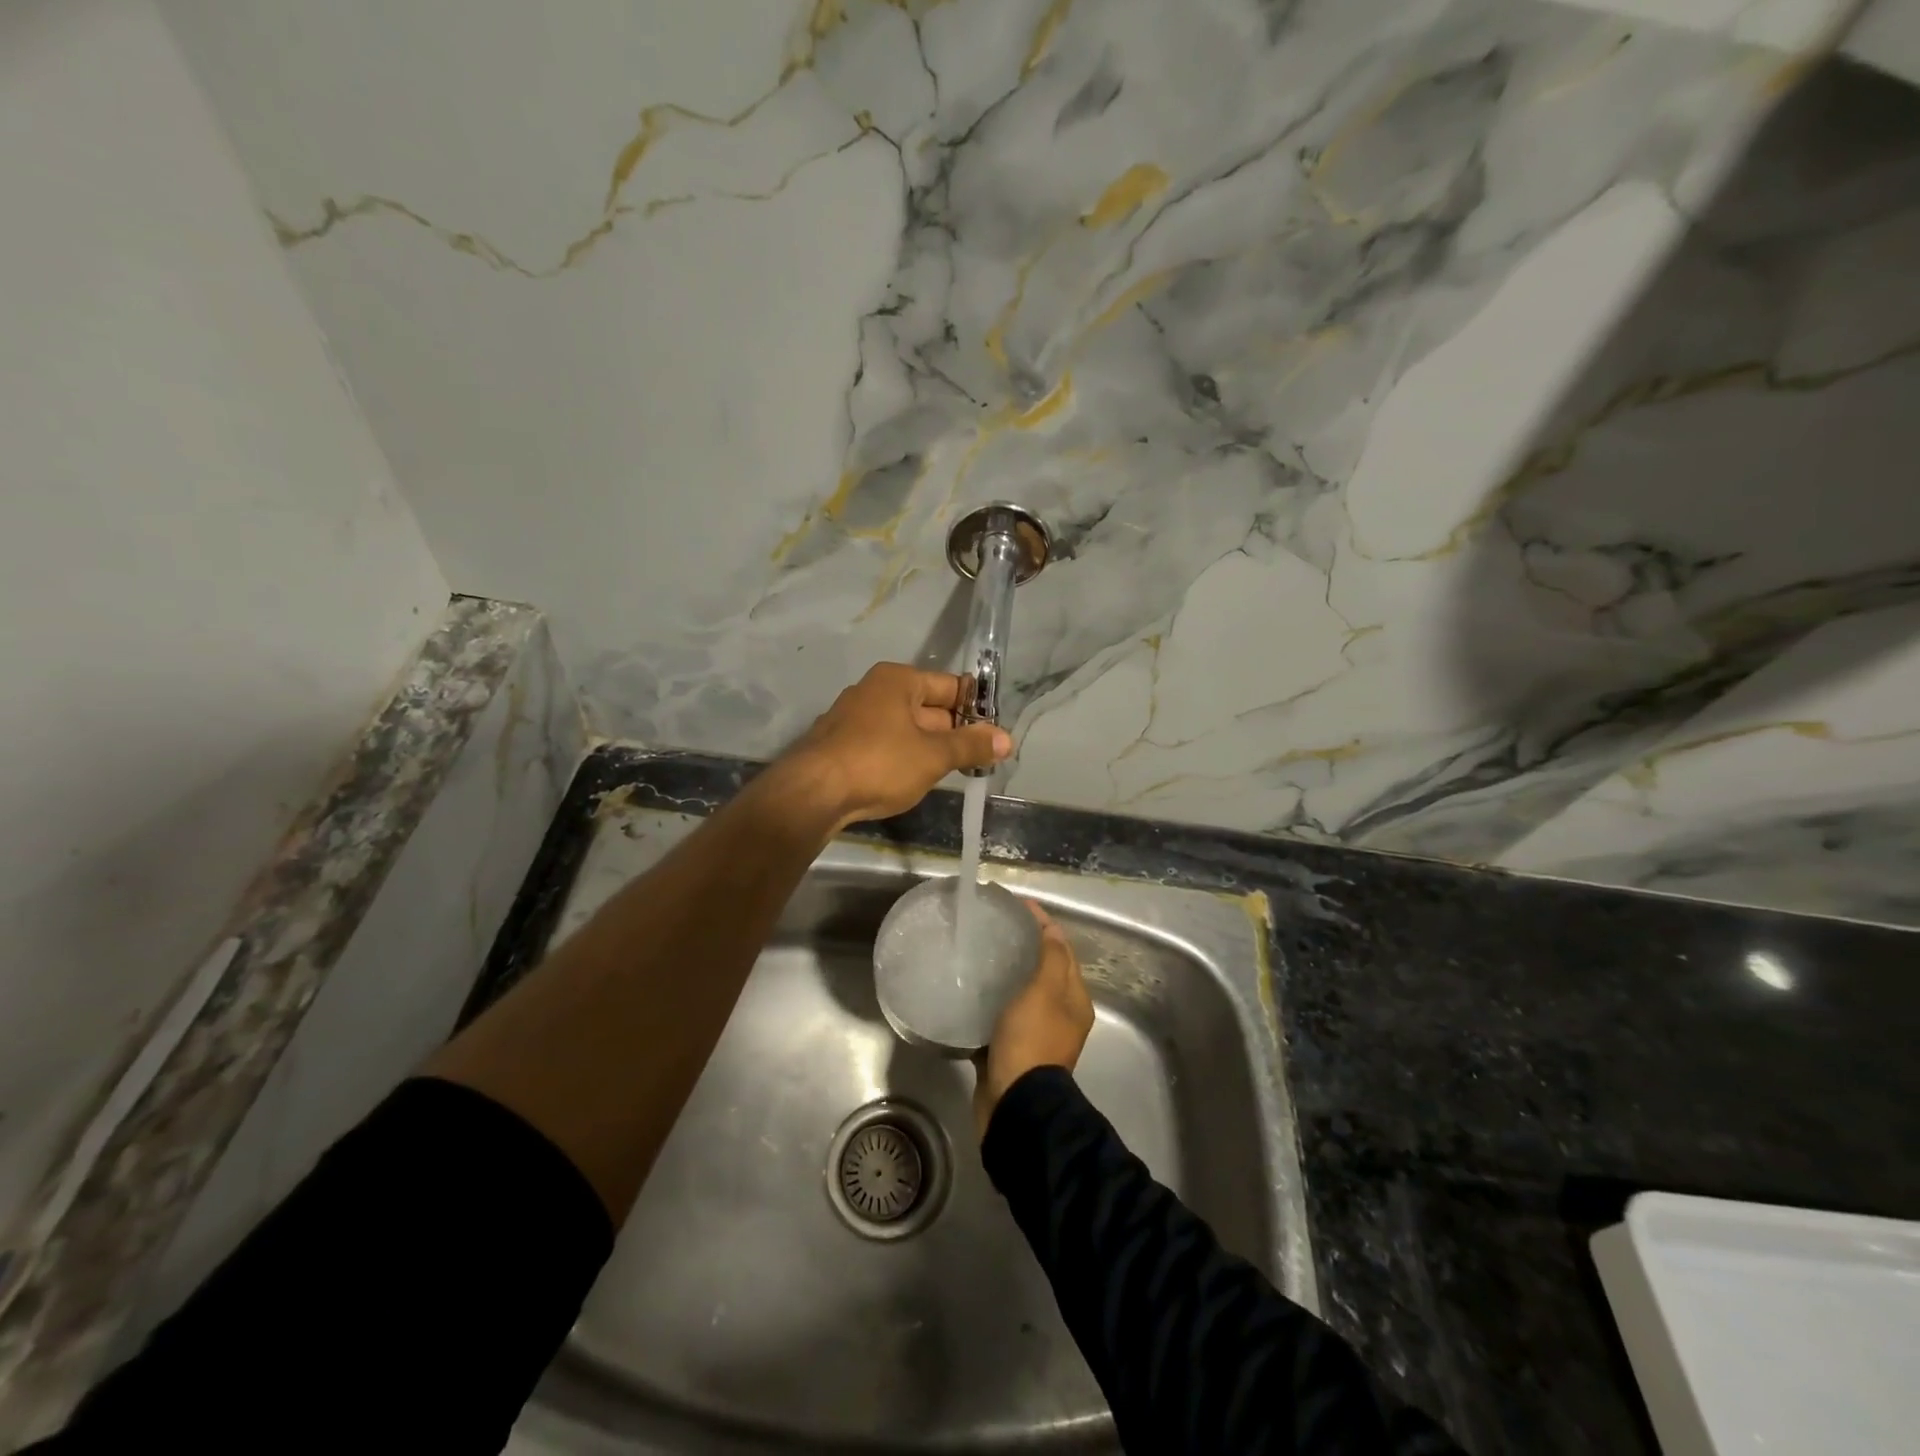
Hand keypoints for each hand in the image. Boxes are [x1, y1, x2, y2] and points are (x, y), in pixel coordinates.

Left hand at [781, 663, 1011, 828]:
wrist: (812, 793)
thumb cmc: (879, 763)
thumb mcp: (933, 756)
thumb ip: (971, 746)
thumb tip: (1006, 739)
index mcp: (898, 680)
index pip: (950, 686)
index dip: (975, 710)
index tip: (995, 736)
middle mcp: (874, 690)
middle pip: (928, 707)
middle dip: (953, 733)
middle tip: (979, 760)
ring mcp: (853, 717)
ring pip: (905, 728)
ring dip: (928, 748)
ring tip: (951, 773)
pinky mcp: (840, 744)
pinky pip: (884, 744)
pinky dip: (902, 758)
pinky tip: (911, 780)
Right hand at [974, 900, 1094, 1139]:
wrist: (1014, 1103)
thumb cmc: (1032, 1040)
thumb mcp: (1045, 991)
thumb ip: (1051, 958)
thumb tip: (1051, 931)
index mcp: (1074, 1000)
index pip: (1062, 949)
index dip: (1043, 924)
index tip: (1017, 905)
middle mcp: (1060, 1015)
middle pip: (1043, 969)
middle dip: (1024, 946)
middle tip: (995, 927)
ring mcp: (1035, 1033)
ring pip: (1021, 992)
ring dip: (1005, 972)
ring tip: (979, 952)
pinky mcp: (1010, 1048)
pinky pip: (1002, 1014)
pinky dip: (991, 999)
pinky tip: (970, 988)